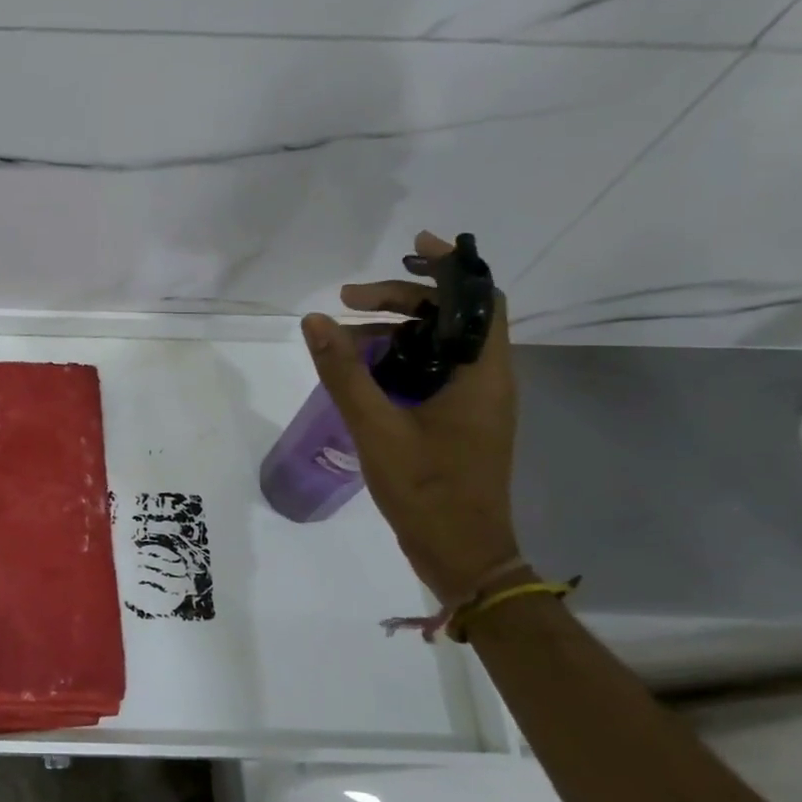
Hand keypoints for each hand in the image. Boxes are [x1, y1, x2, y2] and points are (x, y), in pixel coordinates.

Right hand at [301, 231, 521, 606]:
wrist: (461, 555)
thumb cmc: (428, 490)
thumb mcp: (377, 428)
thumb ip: (345, 372)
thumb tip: (315, 320)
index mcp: (482, 375)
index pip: (480, 300)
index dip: (451, 266)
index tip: (413, 245)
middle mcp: (485, 381)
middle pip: (450, 319)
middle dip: (401, 300)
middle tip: (349, 301)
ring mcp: (473, 404)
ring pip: (438, 347)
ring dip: (395, 332)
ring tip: (344, 338)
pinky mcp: (458, 422)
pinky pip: (430, 373)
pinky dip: (398, 361)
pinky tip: (361, 371)